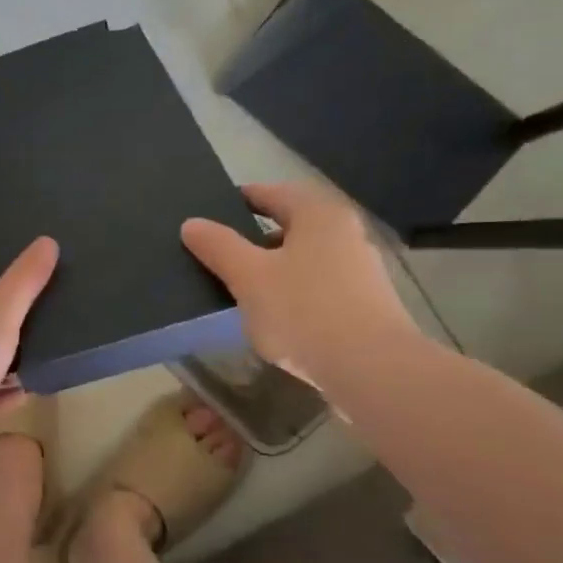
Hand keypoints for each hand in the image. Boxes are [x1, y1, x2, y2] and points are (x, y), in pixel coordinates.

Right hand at [181, 183, 417, 385]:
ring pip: (304, 258)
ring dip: (273, 268)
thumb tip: (192, 223)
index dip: (238, 201)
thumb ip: (218, 247)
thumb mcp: (248, 277)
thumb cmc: (303, 311)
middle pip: (290, 226)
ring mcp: (360, 269)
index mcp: (318, 214)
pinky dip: (293, 292)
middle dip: (253, 239)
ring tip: (240, 289)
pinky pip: (317, 286)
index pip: (271, 193)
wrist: (370, 368)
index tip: (210, 214)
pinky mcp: (365, 303)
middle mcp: (345, 232)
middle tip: (218, 255)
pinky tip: (274, 316)